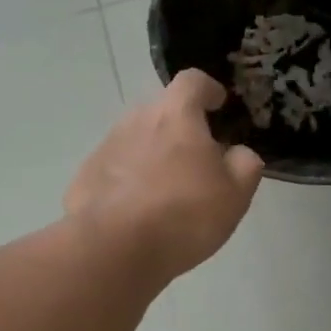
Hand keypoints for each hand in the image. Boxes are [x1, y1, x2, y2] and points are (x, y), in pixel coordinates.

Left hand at [67, 70, 263, 282]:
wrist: (114, 248)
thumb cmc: (183, 214)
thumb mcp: (234, 194)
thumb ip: (244, 165)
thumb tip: (238, 153)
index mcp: (176, 115)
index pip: (192, 81)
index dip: (208, 89)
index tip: (218, 104)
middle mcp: (136, 120)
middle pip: (162, 111)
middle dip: (180, 128)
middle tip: (197, 160)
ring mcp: (106, 147)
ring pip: (136, 141)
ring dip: (152, 156)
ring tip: (166, 193)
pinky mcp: (86, 177)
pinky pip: (114, 171)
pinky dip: (128, 182)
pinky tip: (136, 213)